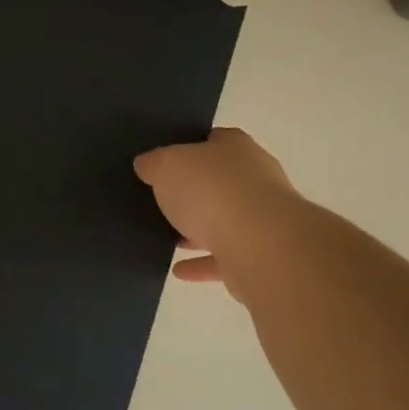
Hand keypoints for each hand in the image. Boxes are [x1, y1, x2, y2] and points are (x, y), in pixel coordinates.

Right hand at [134, 128, 299, 294]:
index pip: (214, 139)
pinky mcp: (260, 255)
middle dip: (194, 191)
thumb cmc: (212, 191)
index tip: (165, 159)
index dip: (190, 146)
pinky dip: (202, 263)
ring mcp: (261, 219)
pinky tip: (178, 270)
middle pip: (220, 181)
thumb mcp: (167, 165)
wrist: (260, 244)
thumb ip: (154, 163)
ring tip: (167, 238)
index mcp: (237, 148)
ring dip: (199, 230)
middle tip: (161, 199)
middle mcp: (255, 179)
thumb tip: (147, 164)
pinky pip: (224, 258)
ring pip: (224, 221)